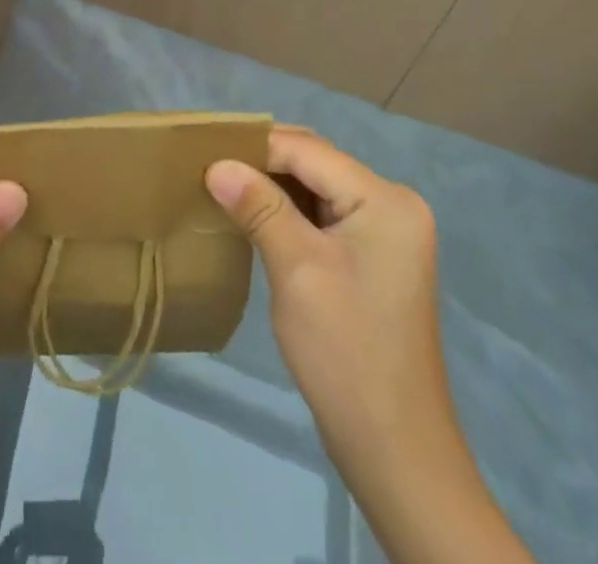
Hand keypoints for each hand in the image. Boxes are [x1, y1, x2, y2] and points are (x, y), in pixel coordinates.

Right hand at [207, 129, 533, 563]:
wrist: (394, 450)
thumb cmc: (345, 352)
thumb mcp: (296, 269)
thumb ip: (258, 207)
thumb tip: (215, 164)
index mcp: (385, 200)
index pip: (308, 151)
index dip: (255, 147)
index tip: (203, 153)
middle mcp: (392, 204)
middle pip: (314, 163)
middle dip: (262, 162)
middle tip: (209, 167)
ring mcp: (386, 232)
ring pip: (316, 187)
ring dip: (271, 186)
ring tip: (222, 187)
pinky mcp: (373, 256)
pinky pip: (323, 214)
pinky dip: (287, 211)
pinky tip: (253, 216)